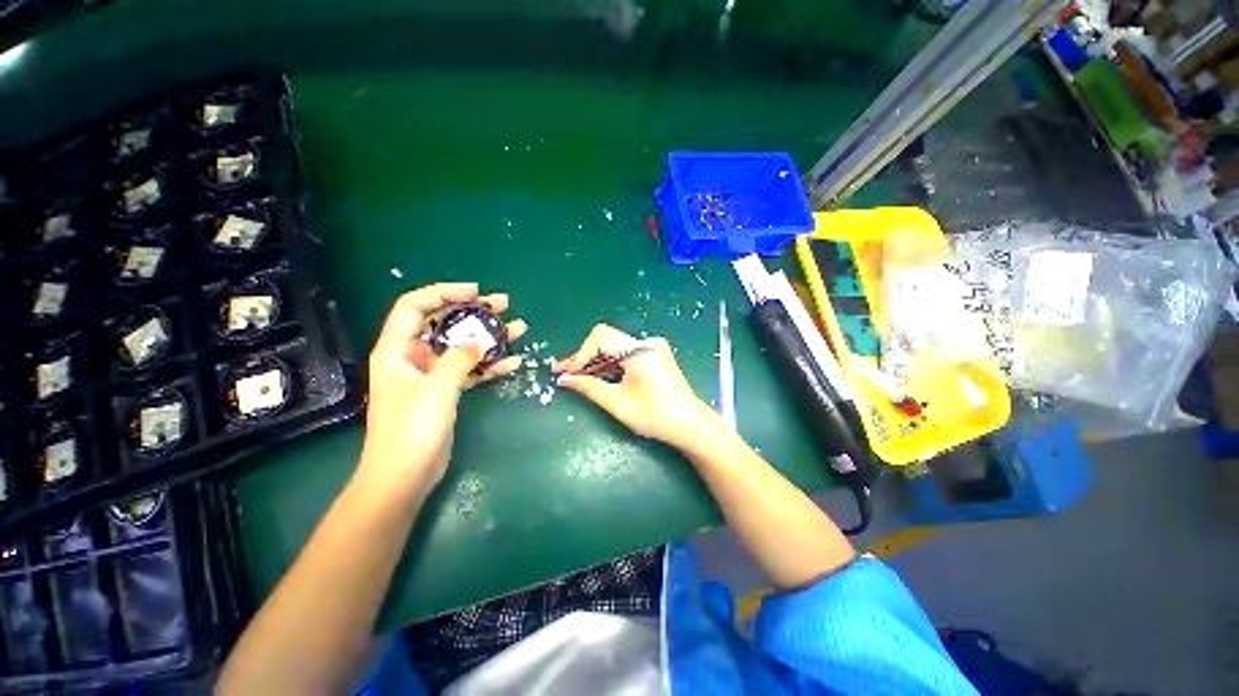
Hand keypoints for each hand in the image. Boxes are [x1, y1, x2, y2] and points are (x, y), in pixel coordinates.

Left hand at [357, 283, 526, 498]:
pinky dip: (490, 365)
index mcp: (397, 350)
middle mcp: (413, 357)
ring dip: (489, 337)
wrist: (405, 476)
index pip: (415, 307)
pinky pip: (471, 369)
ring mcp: (431, 374)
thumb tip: (480, 343)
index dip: (444, 293)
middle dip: (474, 311)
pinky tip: (514, 362)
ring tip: (519, 329)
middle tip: (505, 305)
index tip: (476, 293)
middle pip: (444, 323)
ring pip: (462, 346)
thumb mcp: (436, 389)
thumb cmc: (411, 431)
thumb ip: (459, 359)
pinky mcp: (446, 391)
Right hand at [554, 324, 717, 448]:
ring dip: (596, 361)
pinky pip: (625, 354)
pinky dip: (610, 364)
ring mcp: (653, 348)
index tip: (567, 373)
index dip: (580, 354)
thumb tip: (564, 379)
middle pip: (607, 340)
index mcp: (640, 350)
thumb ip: (588, 387)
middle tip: (565, 374)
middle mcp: (647, 343)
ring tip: (576, 376)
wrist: (690, 425)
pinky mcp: (655, 356)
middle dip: (585, 357)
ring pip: (615, 347)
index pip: (601, 337)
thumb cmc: (654, 416)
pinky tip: (597, 376)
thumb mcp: (617, 402)